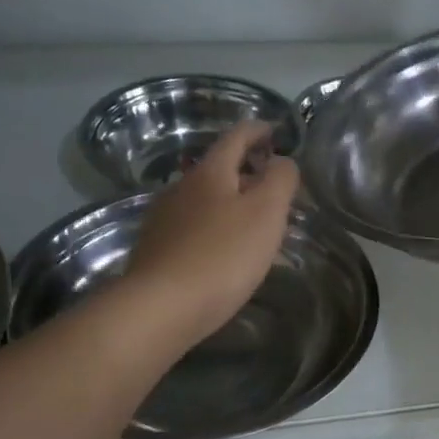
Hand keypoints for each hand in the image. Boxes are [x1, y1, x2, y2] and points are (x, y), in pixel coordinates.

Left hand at [124, 122, 299, 346]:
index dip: (259, 130)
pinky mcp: (156, 250)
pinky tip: (224, 253)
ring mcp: (164, 219)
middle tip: (273, 186)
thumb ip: (280, 180)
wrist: (162, 307)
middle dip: (246, 171)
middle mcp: (181, 187)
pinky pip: (192, 228)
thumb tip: (282, 161)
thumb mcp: (266, 213)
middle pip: (218, 168)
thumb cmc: (223, 256)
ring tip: (253, 223)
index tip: (277, 133)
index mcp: (210, 172)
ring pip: (204, 200)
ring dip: (229, 203)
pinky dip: (214, 229)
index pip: (237, 136)